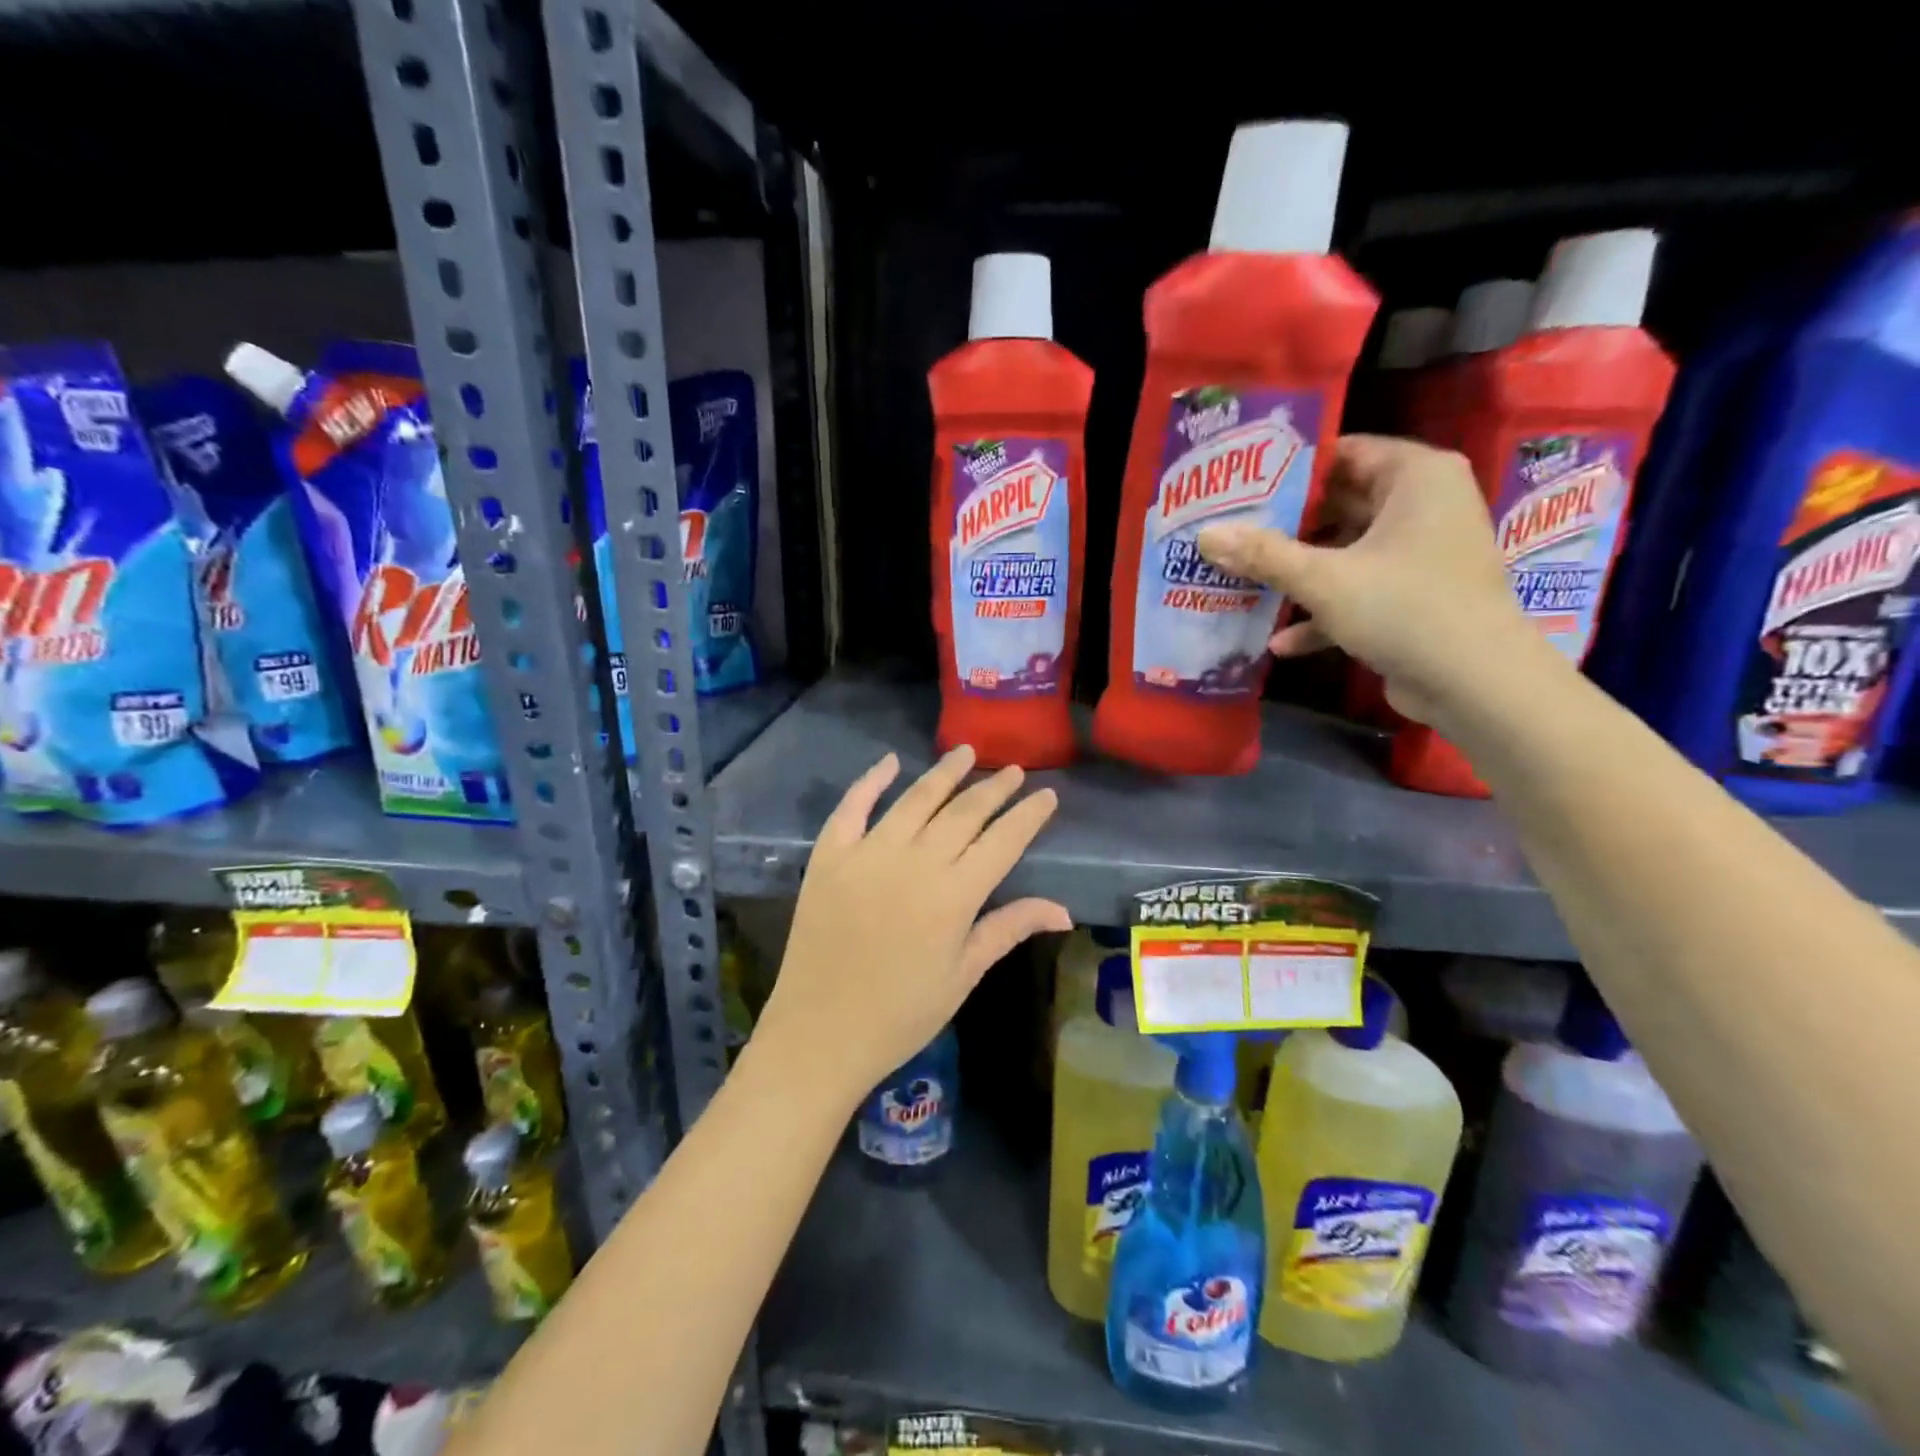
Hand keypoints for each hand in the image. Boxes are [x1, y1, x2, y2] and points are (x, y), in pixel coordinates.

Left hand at [753, 747, 1070, 1107]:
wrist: (820, 1033)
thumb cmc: (901, 1013)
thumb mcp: (963, 975)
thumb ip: (1008, 929)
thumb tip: (1063, 910)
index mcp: (954, 896)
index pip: (1002, 841)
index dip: (1028, 815)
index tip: (1047, 794)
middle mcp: (915, 862)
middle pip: (963, 813)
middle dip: (994, 788)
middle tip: (1014, 770)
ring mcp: (868, 854)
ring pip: (915, 800)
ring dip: (944, 773)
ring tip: (966, 752)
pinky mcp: (829, 856)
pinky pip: (852, 807)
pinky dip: (871, 781)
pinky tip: (890, 761)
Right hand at [1197, 435, 1546, 726]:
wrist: (1476, 684)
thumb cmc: (1404, 608)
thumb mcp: (1323, 579)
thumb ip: (1262, 554)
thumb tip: (1204, 534)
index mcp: (1416, 477)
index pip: (1345, 452)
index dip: (1290, 469)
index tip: (1240, 485)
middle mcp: (1424, 506)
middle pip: (1341, 503)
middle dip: (1286, 525)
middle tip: (1231, 530)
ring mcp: (1420, 554)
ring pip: (1346, 551)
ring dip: (1299, 571)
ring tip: (1242, 578)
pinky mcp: (1415, 597)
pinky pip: (1360, 590)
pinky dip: (1325, 610)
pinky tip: (1281, 641)